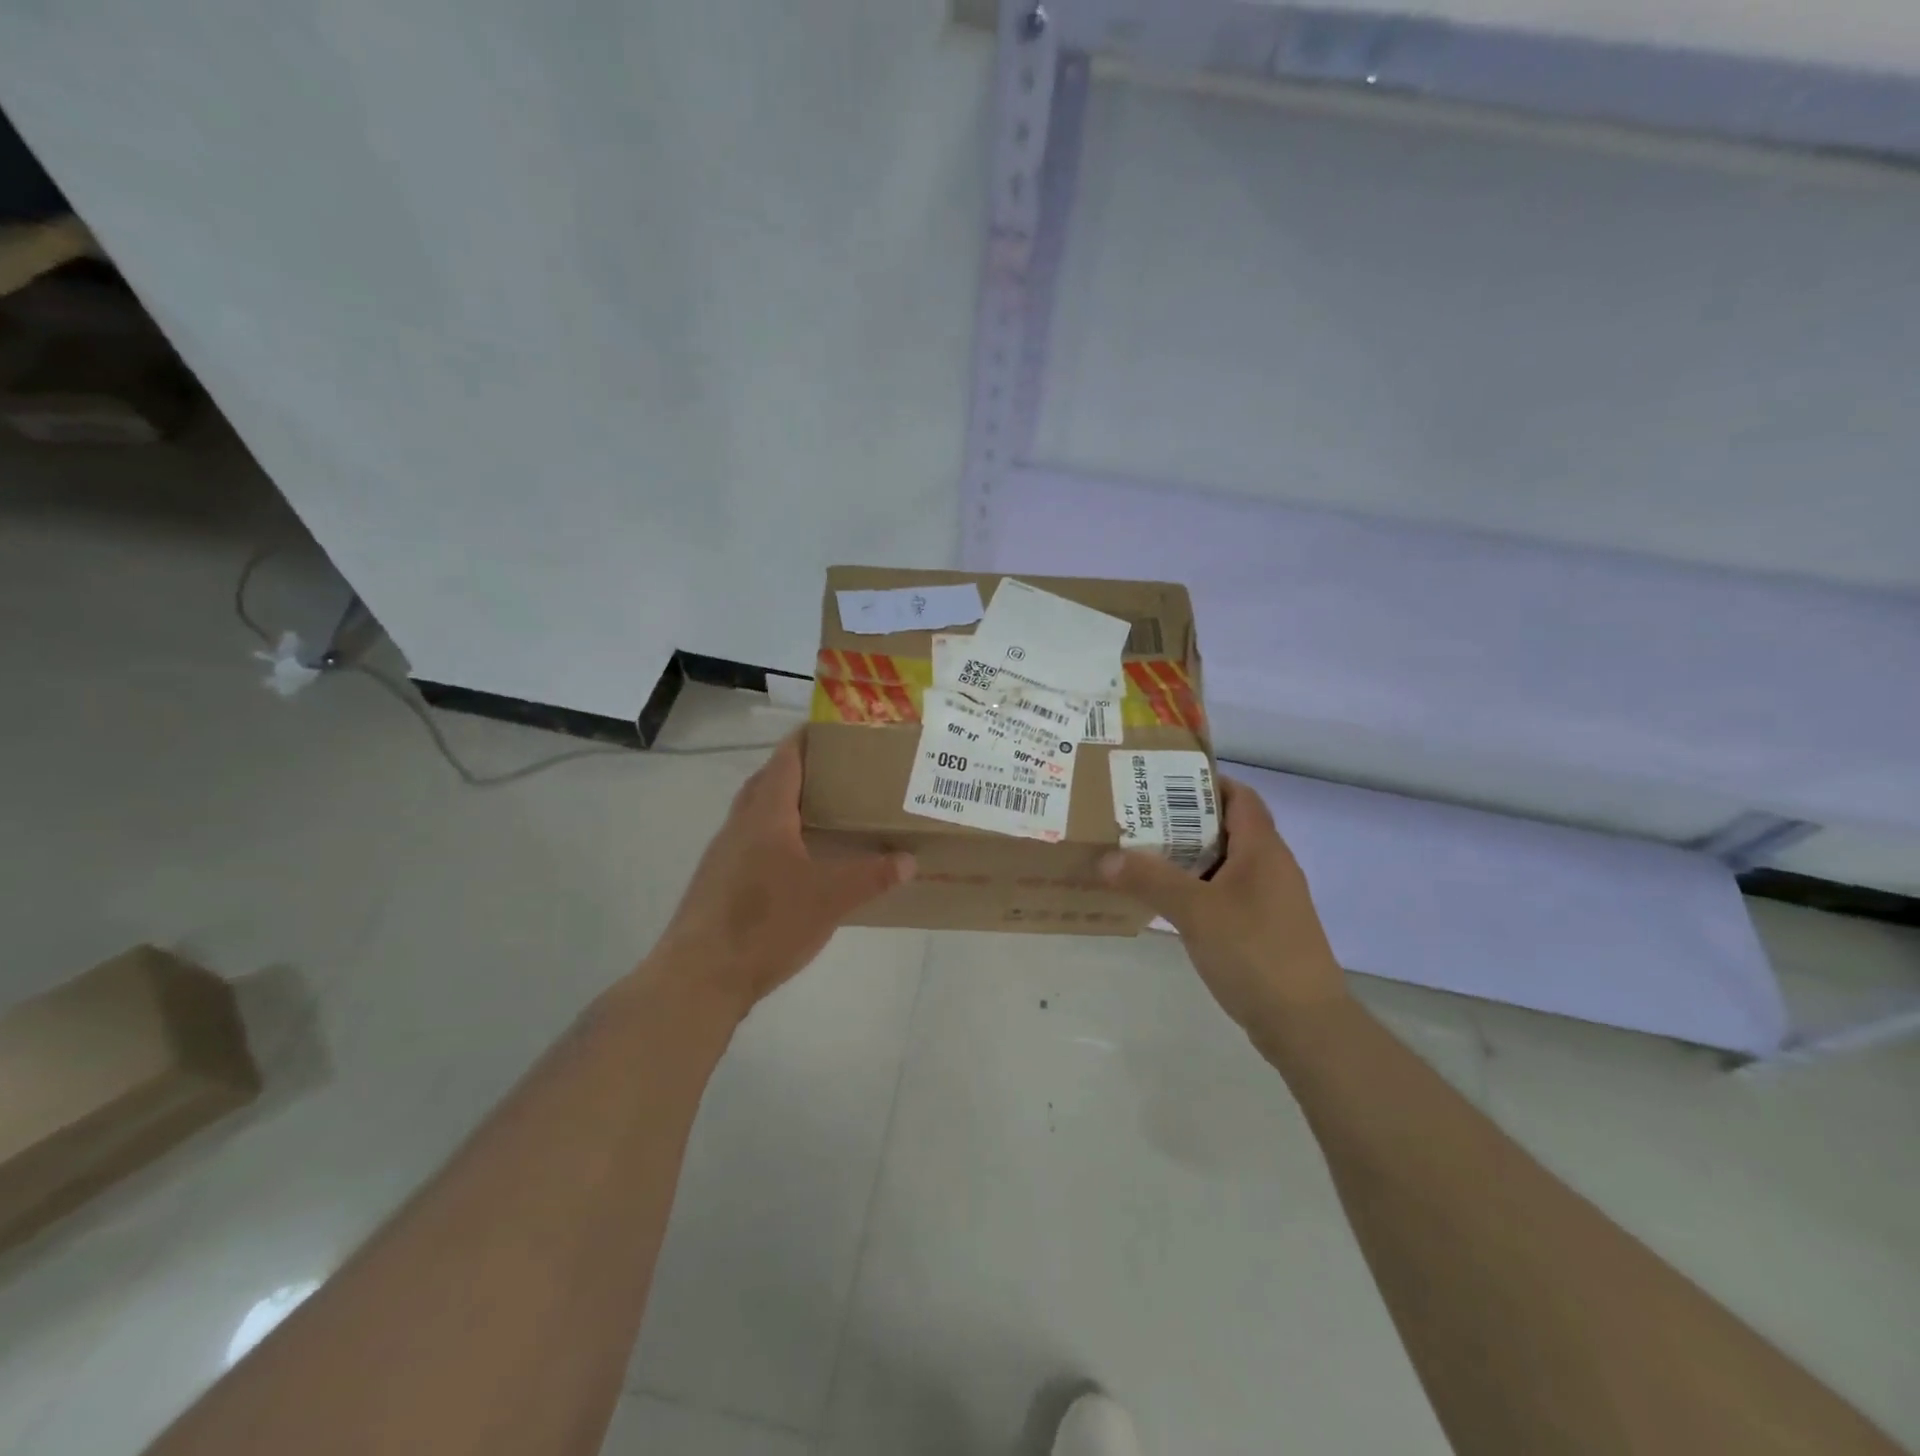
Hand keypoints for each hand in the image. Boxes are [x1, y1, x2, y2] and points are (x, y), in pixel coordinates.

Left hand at [645, 731, 913, 1018]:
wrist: (700, 976)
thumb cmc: (767, 923)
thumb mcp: (831, 898)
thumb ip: (872, 875)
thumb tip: (909, 860)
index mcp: (765, 815)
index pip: (786, 760)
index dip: (806, 739)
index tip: (832, 729)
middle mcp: (739, 825)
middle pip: (767, 782)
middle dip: (797, 770)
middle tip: (836, 772)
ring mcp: (722, 854)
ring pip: (755, 814)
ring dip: (783, 804)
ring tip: (821, 814)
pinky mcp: (716, 883)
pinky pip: (749, 842)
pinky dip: (774, 837)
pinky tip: (795, 863)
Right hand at [1100, 776, 1344, 1031]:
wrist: (1305, 1023)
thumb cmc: (1254, 952)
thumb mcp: (1196, 911)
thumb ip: (1150, 880)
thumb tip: (1106, 857)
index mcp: (1263, 850)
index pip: (1239, 796)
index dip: (1206, 782)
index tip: (1162, 781)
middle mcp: (1271, 867)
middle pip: (1228, 828)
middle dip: (1184, 820)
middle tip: (1139, 818)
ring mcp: (1270, 901)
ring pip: (1225, 864)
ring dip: (1189, 857)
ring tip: (1143, 855)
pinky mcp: (1264, 930)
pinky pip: (1226, 894)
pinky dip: (1198, 889)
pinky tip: (1168, 902)